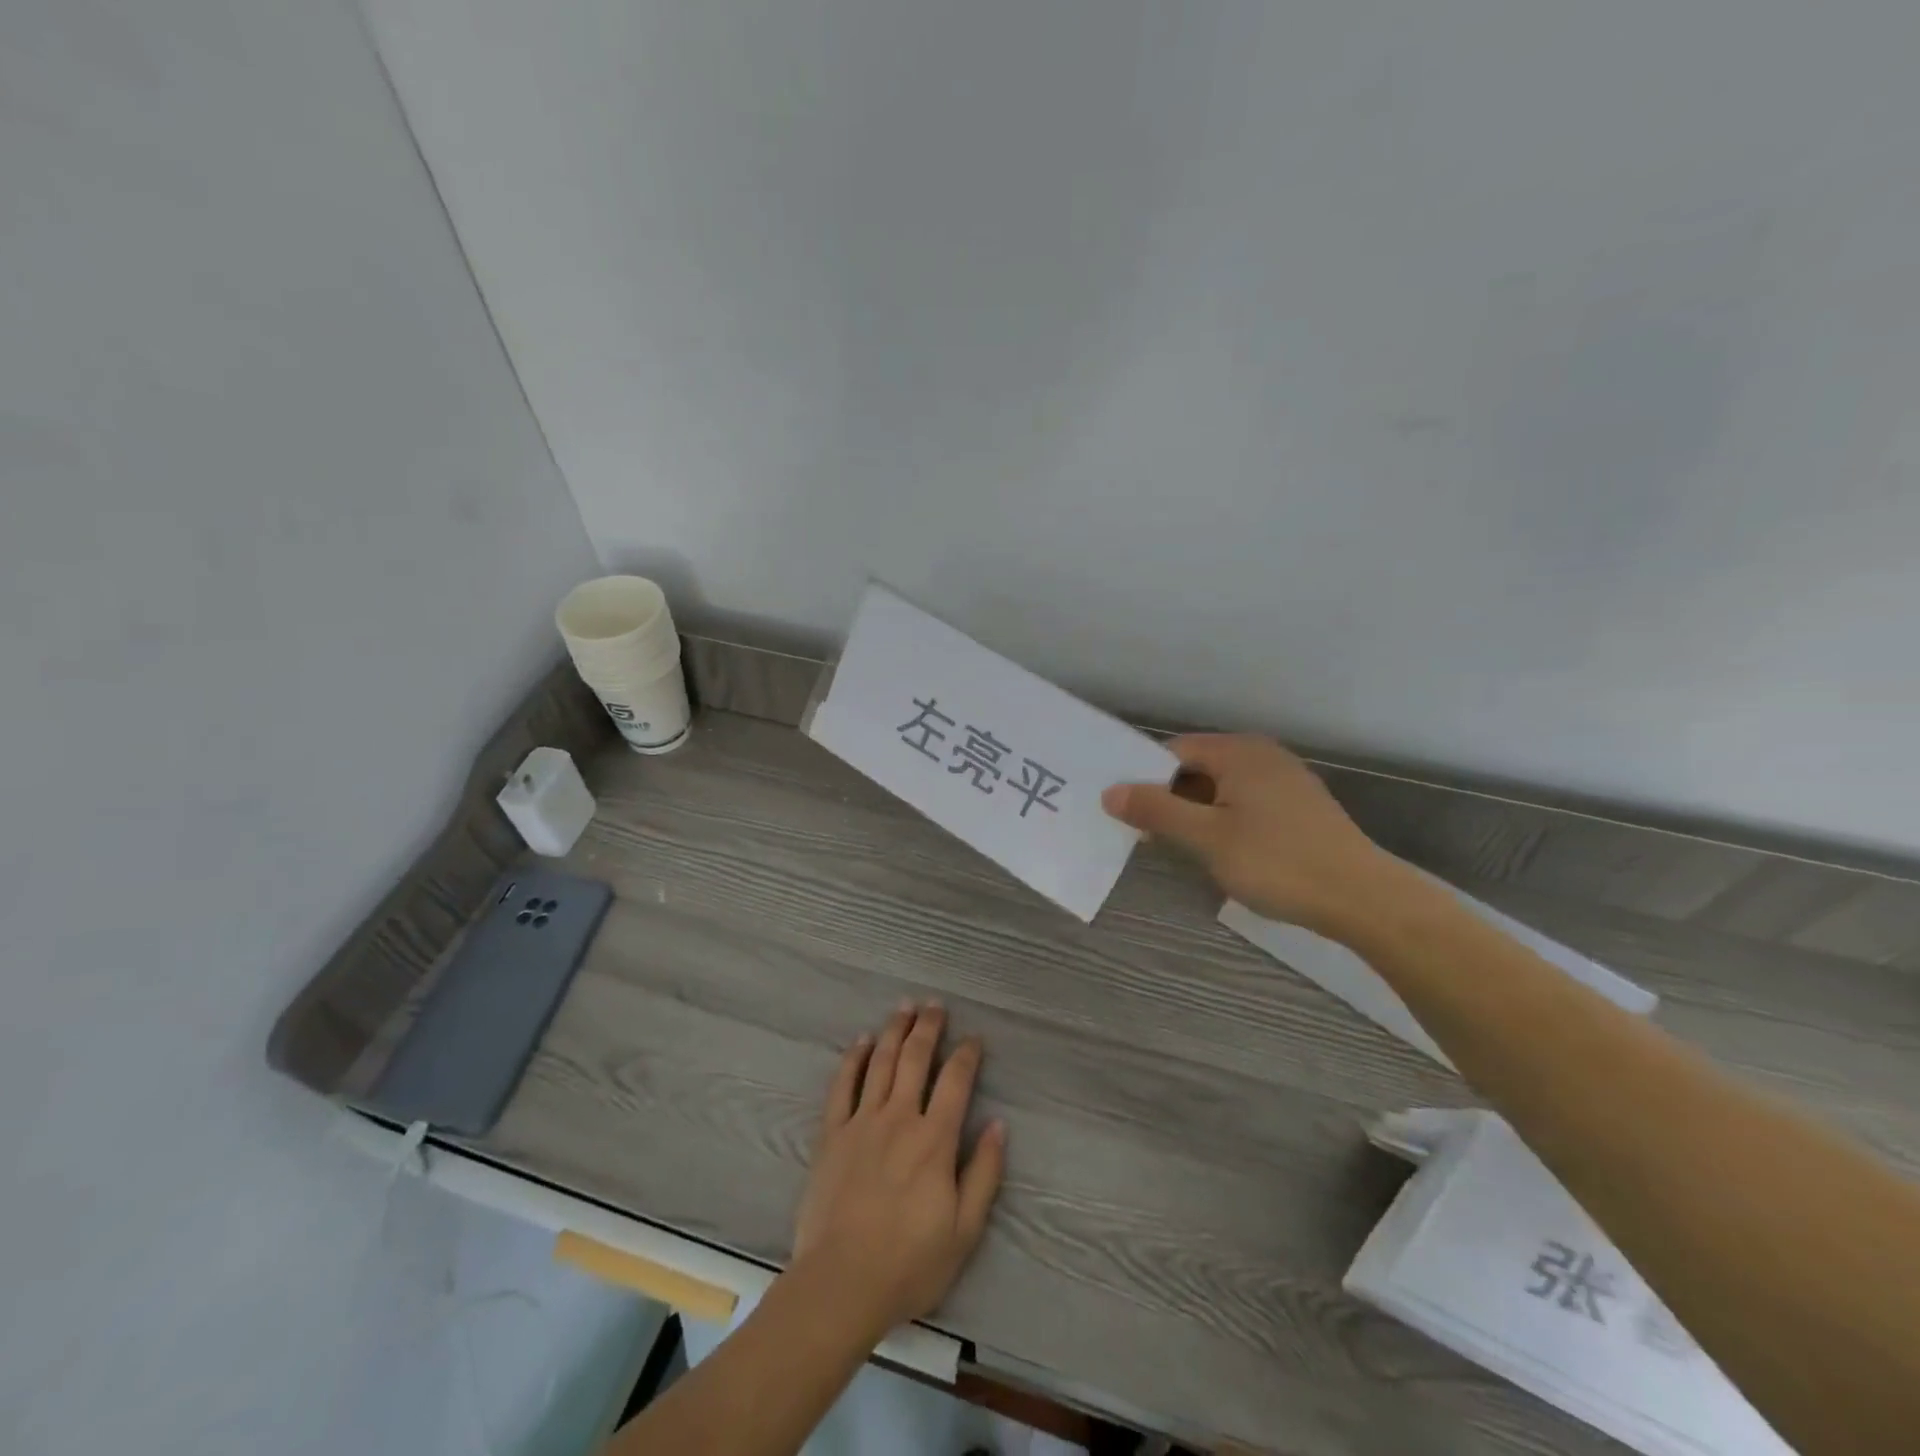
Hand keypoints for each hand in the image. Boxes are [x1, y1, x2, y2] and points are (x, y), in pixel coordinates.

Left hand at [790, 1002, 1005, 1338]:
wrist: (841, 1283)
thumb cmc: (909, 1263)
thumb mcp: (965, 1230)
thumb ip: (984, 1173)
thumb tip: (998, 1125)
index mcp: (935, 1139)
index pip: (956, 1081)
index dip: (967, 1054)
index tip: (974, 1039)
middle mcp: (899, 1117)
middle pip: (915, 1058)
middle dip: (928, 1027)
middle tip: (935, 1004)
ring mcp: (862, 1122)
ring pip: (880, 1062)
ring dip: (894, 1030)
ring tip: (904, 1007)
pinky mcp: (832, 1134)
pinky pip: (842, 1085)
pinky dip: (853, 1059)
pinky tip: (861, 1041)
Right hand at [1102, 734, 1408, 937]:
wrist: (1362, 898)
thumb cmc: (1277, 862)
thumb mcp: (1207, 837)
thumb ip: (1157, 810)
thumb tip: (1110, 792)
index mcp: (1239, 752)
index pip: (1174, 751)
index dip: (1144, 778)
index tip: (1124, 811)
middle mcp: (1262, 755)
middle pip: (1197, 767)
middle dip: (1169, 797)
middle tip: (1145, 834)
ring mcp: (1285, 780)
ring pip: (1221, 788)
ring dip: (1195, 812)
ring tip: (1178, 847)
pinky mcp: (1299, 807)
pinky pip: (1245, 802)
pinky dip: (1223, 820)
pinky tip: (1220, 851)